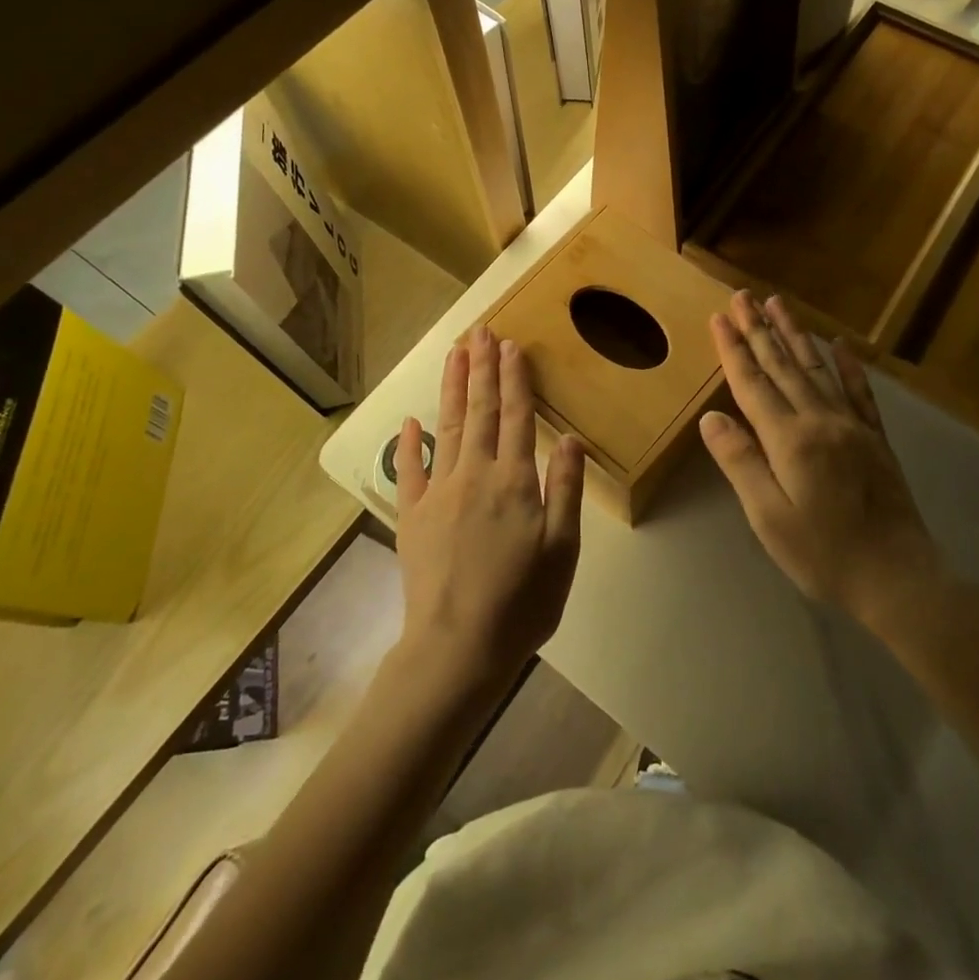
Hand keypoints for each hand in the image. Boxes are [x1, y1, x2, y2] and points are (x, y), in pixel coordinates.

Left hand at [395, 327, 584, 687]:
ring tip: (455, 353)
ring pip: (446, 427)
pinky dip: (410, 443)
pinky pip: (410, 470)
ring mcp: (438, 493)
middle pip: (479, 411)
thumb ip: (565, 490)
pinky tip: (411, 420)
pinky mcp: (412, 516)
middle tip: (480, 330)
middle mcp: (475, 475)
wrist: (457, 649)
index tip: (511, 345)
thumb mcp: (562, 550)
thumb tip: (569, 438)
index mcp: (514, 482)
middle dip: (481, 368)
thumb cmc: (522, 602)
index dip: (515, 379)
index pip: (516, 417)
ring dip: (451, 387)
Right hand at [700, 292, 949, 628]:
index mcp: (790, 439)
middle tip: (743, 295)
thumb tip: (711, 419)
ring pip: (817, 368)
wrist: (899, 578)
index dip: (734, 349)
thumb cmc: (825, 554)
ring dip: (795, 334)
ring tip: (779, 303)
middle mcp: (820, 420)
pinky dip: (847, 365)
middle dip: (760, 329)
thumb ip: (741, 463)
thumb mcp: (769, 518)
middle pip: (783, 366)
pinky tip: (839, 344)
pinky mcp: (875, 438)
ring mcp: (852, 426)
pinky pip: (859, 391)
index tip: (720, 316)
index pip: (753, 384)